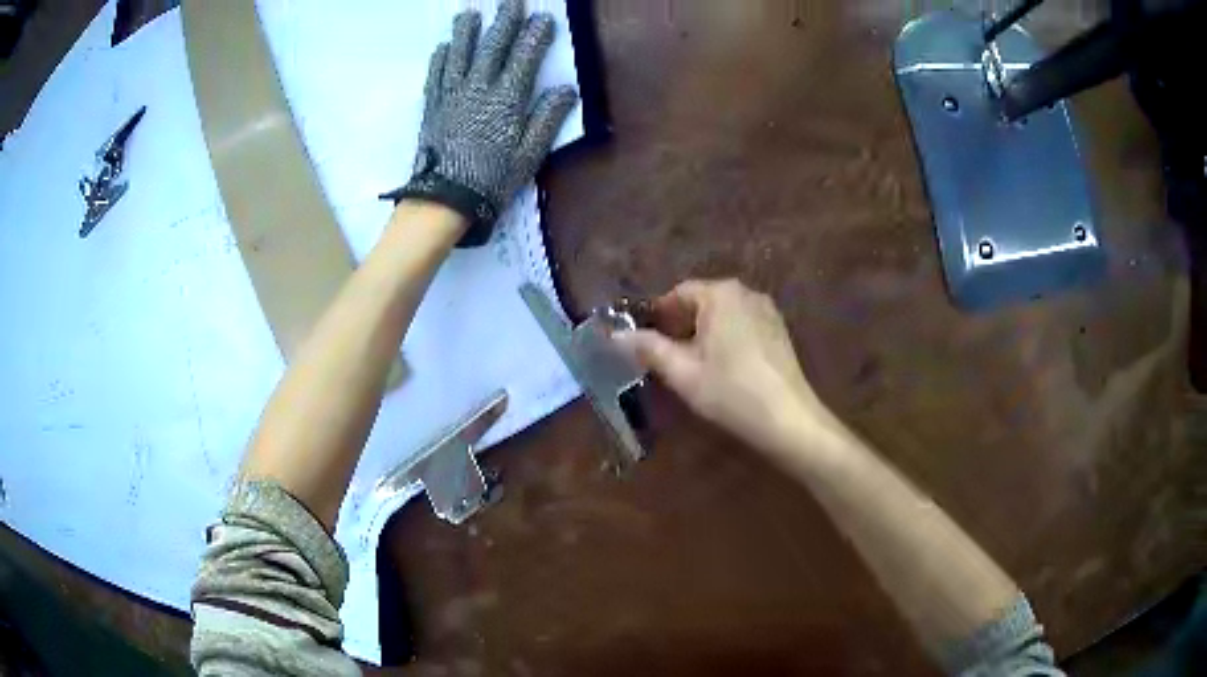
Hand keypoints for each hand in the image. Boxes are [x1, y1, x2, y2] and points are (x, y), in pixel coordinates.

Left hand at [385, 0, 578, 246]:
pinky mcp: (432, 107)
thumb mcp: (529, 154)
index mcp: (506, 99)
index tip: (542, 17)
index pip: (524, 58)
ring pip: (459, 55)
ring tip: (468, 14)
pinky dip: (440, 59)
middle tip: (509, 2)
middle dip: (503, 22)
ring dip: (465, 32)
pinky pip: (436, 76)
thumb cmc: (491, 180)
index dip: (534, 36)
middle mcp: (477, 89)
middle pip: (492, 48)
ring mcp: (451, 95)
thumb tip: (566, 90)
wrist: (444, 199)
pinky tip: (443, 47)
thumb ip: (546, 119)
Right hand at [614, 280, 848, 455]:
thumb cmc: (730, 392)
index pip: (678, 293)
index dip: (658, 315)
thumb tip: (616, 335)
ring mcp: (767, 311)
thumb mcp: (682, 372)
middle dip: (680, 325)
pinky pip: (742, 325)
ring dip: (703, 333)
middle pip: (702, 301)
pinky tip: (722, 368)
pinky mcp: (779, 331)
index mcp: (720, 294)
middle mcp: (746, 292)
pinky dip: (725, 339)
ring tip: (690, 365)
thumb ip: (648, 349)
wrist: (787, 419)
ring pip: (723, 315)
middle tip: (663, 356)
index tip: (643, 341)